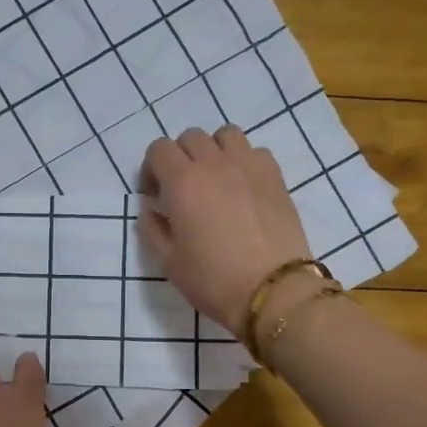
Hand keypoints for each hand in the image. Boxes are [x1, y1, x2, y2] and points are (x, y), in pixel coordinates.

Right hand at [140, 126, 316, 337]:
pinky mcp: (275, 177)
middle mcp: (215, 164)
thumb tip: (151, 210)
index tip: (154, 196)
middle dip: (179, 157)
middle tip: (182, 189)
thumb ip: (152, 229)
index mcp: (183, 182)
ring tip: (214, 179)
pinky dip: (244, 161)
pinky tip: (243, 187)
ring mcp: (249, 166)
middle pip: (190, 137)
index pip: (158, 149)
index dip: (151, 169)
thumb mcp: (168, 262)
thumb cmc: (212, 280)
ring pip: (225, 135)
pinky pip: (255, 151)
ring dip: (214, 150)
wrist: (271, 291)